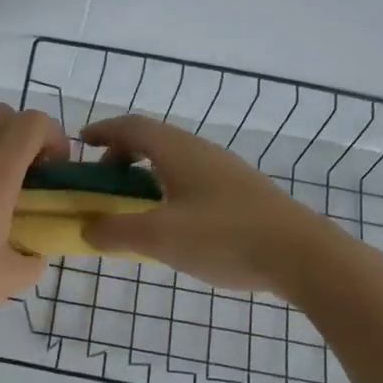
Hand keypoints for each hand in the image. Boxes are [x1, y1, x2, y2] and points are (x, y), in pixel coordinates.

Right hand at [80, 115, 334, 293]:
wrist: (302, 255)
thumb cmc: (224, 237)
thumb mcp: (159, 238)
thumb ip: (116, 232)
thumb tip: (88, 228)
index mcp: (178, 151)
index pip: (132, 127)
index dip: (103, 131)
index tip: (80, 143)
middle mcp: (201, 152)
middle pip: (153, 141)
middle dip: (122, 156)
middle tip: (104, 184)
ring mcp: (226, 171)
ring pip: (175, 161)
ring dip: (147, 175)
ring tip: (134, 207)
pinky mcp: (242, 192)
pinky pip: (193, 179)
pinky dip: (169, 190)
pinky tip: (173, 223)